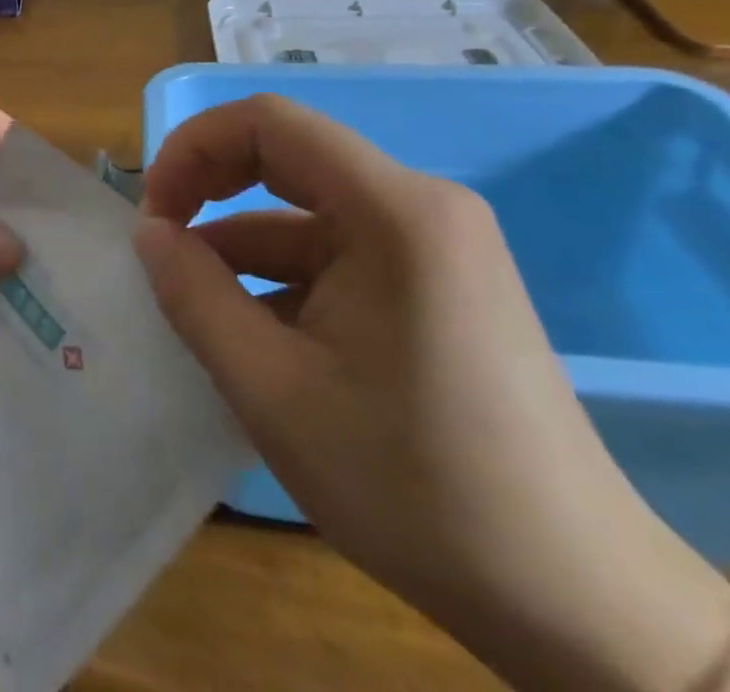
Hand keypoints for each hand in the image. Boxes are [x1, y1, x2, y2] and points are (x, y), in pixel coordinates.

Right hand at [134, 94, 729, 691]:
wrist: (580, 607)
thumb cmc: (416, 488)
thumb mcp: (273, 390)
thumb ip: (194, 295)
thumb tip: (149, 231)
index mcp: (393, 210)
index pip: (269, 123)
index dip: (195, 148)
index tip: (153, 213)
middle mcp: (421, 206)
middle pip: (288, 157)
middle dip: (210, 190)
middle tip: (160, 247)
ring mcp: (435, 246)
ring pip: (306, 214)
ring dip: (241, 247)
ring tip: (194, 308)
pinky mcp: (436, 285)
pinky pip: (337, 254)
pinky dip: (282, 278)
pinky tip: (254, 336)